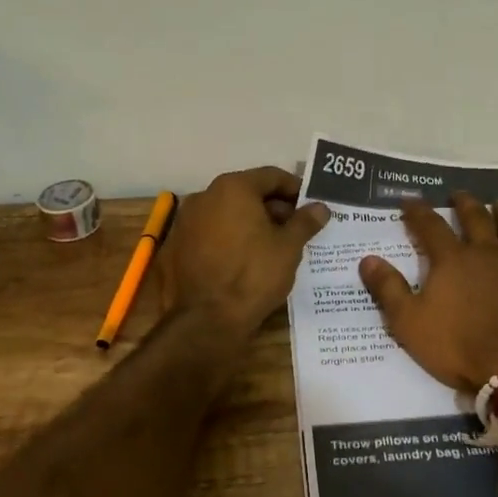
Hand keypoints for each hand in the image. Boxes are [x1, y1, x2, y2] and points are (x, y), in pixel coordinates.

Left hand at [161, 167, 330, 340]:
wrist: (206, 320)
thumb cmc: (253, 275)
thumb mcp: (288, 247)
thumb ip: (305, 221)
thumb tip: (320, 207)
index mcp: (233, 188)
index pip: (271, 176)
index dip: (295, 189)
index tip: (310, 205)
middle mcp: (205, 196)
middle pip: (247, 192)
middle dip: (273, 207)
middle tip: (296, 228)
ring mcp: (186, 221)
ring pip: (227, 213)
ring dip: (251, 222)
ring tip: (273, 245)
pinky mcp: (177, 246)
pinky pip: (211, 233)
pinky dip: (230, 238)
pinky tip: (245, 259)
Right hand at [359, 192, 497, 391]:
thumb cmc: (462, 348)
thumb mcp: (410, 324)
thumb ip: (389, 289)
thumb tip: (367, 259)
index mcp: (452, 261)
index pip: (430, 226)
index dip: (417, 211)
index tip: (409, 199)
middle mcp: (488, 252)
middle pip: (475, 218)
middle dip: (464, 204)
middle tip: (459, 194)